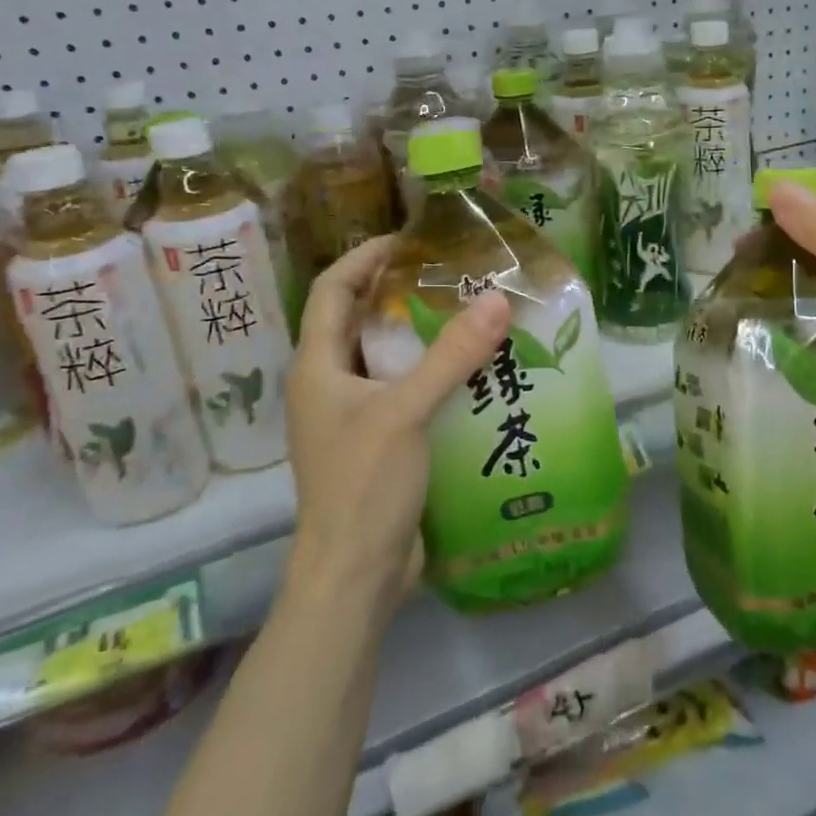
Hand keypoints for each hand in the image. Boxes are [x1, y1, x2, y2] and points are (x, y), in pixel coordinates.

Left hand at [283, 237, 510, 617]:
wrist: (354, 576)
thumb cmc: (363, 485)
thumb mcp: (405, 412)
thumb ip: (451, 355)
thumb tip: (498, 300)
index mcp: (317, 367)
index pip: (332, 290)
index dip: (364, 258)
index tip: (408, 240)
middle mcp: (330, 385)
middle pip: (360, 320)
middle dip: (400, 292)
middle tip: (451, 275)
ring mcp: (354, 417)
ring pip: (387, 358)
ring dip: (422, 335)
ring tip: (470, 315)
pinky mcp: (380, 443)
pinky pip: (406, 391)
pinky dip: (433, 374)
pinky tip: (473, 372)